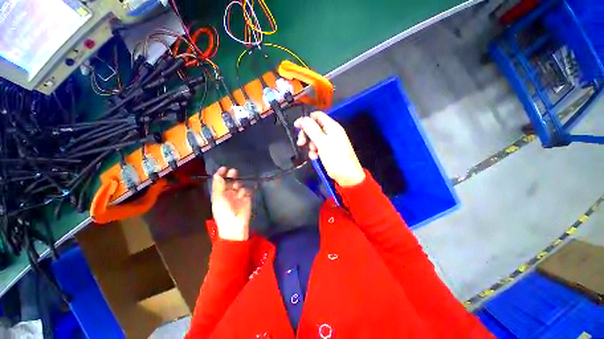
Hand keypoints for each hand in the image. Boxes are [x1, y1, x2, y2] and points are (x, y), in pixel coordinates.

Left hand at [211, 167, 251, 240]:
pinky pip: (246, 190)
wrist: (235, 224)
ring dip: (238, 184)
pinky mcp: (247, 198)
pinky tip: (243, 195)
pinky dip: (244, 191)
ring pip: (239, 185)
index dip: (221, 174)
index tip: (224, 168)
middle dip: (232, 176)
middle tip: (233, 171)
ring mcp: (238, 195)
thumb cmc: (223, 211)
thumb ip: (219, 185)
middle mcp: (228, 193)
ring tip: (237, 188)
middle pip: (230, 181)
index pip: (220, 181)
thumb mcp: (218, 198)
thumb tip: (218, 174)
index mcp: (219, 193)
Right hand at [294, 111, 364, 186]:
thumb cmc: (336, 159)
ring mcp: (331, 142)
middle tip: (301, 142)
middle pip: (314, 127)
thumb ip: (312, 130)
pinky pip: (319, 147)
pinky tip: (315, 157)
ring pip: (315, 138)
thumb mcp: (322, 143)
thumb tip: (303, 119)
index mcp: (332, 127)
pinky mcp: (329, 150)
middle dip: (307, 134)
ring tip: (313, 154)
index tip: (297, 126)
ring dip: (311, 145)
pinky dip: (315, 151)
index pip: (317, 116)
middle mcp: (331, 132)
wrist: (347, 176)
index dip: (306, 119)